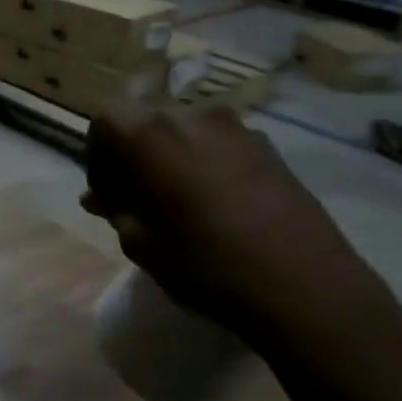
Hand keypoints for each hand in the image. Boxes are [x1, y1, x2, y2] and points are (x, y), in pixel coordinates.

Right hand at [83, 103, 394, 351]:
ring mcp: (237, 128)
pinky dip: (202, 165)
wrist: (304, 284)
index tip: (105, 190)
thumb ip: (116, 209)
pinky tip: (213, 207)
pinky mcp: (268, 147)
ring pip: (184, 133)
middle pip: (146, 120)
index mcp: (151, 134)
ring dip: (169, 160)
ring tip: (174, 205)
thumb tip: (100, 197)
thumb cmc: (205, 263)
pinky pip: (218, 145)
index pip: (106, 117)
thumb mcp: (141, 243)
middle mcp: (192, 116)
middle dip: (133, 155)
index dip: (97, 151)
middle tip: (134, 199)